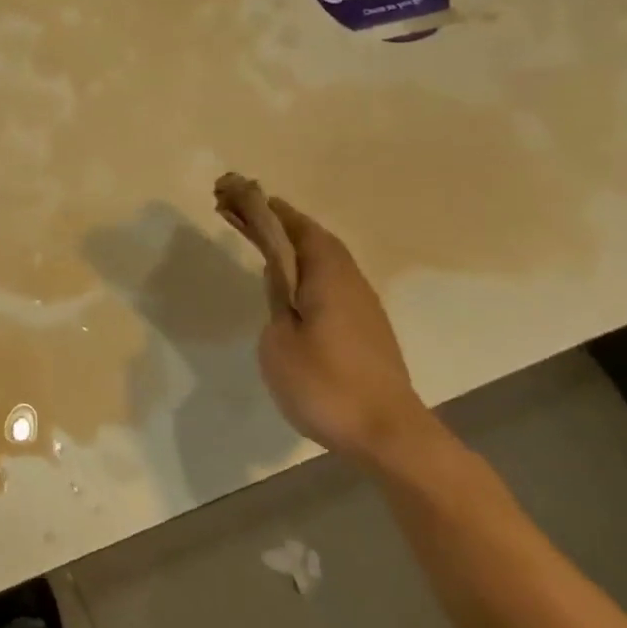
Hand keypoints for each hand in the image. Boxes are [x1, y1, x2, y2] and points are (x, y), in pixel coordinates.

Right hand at [256, 200, 437, 466]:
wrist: (388, 435)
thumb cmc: (326, 384)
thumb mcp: (281, 340)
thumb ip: (277, 299)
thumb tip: (278, 274)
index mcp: (328, 277)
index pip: (295, 228)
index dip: (267, 209)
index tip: (238, 192)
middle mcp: (349, 281)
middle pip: (311, 237)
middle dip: (276, 221)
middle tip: (239, 209)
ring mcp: (362, 305)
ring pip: (323, 258)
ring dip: (290, 242)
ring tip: (258, 237)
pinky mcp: (365, 328)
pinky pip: (329, 278)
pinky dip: (303, 265)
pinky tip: (289, 279)